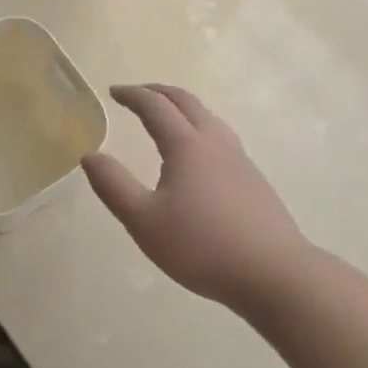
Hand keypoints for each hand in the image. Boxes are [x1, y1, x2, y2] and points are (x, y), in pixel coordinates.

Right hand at [82, 84, 312, 320]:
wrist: (277, 275)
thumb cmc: (203, 246)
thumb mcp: (144, 221)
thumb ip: (113, 186)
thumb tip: (90, 155)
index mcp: (186, 146)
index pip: (155, 107)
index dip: (132, 95)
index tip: (113, 91)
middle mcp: (215, 143)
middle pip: (186, 102)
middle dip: (158, 92)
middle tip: (136, 94)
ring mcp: (240, 161)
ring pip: (209, 118)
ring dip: (183, 108)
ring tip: (167, 117)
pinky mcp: (254, 182)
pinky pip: (221, 138)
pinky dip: (199, 128)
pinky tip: (198, 155)